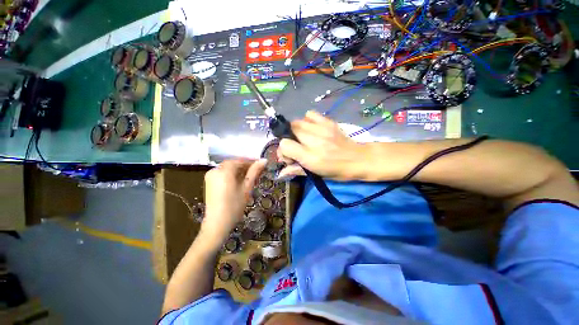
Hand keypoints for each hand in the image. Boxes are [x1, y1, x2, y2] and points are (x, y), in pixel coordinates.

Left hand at [201, 159, 265, 243]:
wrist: (217, 223)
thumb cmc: (234, 205)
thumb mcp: (247, 187)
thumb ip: (254, 172)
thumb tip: (264, 160)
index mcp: (224, 171)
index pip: (240, 160)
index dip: (251, 162)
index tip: (261, 165)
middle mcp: (215, 170)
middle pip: (233, 163)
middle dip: (245, 166)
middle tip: (257, 172)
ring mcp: (210, 176)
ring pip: (228, 168)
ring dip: (239, 170)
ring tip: (250, 177)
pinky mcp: (209, 182)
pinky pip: (223, 173)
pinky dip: (232, 174)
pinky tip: (239, 181)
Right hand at [277, 110, 367, 180]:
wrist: (358, 159)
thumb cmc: (336, 171)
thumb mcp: (315, 174)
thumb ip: (296, 171)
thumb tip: (280, 173)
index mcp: (310, 157)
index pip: (285, 145)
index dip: (284, 151)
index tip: (290, 157)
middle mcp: (314, 140)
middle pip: (289, 130)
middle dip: (289, 139)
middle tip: (297, 147)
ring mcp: (321, 129)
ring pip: (297, 121)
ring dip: (296, 130)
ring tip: (304, 138)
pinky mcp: (328, 122)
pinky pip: (310, 114)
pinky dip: (307, 120)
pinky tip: (312, 129)